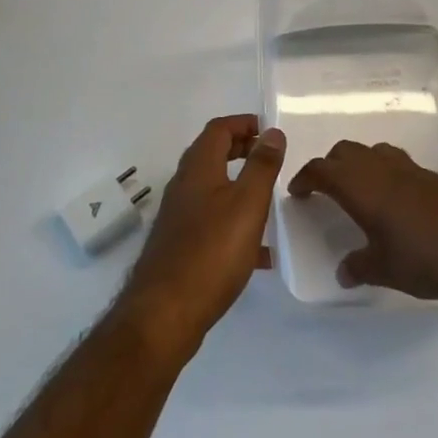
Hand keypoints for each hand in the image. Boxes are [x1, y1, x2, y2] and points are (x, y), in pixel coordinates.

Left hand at [122, 116, 285, 358]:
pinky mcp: (180, 246)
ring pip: (212, 189)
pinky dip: (235, 223)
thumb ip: (262, 166)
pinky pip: (212, 222)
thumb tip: (272, 132)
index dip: (243, 124)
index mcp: (199, 168)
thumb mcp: (247, 204)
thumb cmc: (211, 252)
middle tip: (271, 159)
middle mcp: (184, 186)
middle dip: (241, 150)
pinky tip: (260, 253)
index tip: (270, 131)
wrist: (164, 313)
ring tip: (269, 200)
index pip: (218, 129)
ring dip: (239, 186)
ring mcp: (179, 217)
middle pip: (212, 155)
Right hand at [288, 141, 437, 307]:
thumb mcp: (385, 269)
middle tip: (325, 189)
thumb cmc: (425, 258)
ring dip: (359, 164)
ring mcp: (410, 168)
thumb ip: (359, 267)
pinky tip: (395, 202)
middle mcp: (381, 168)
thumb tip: (344, 272)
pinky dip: (386, 173)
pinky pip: (398, 164)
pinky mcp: (434, 176)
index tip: (298, 191)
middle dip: (330, 166)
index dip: (305, 177)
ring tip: (359, 191)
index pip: (322, 169)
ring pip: (374, 152)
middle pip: (345, 152)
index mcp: (360, 186)